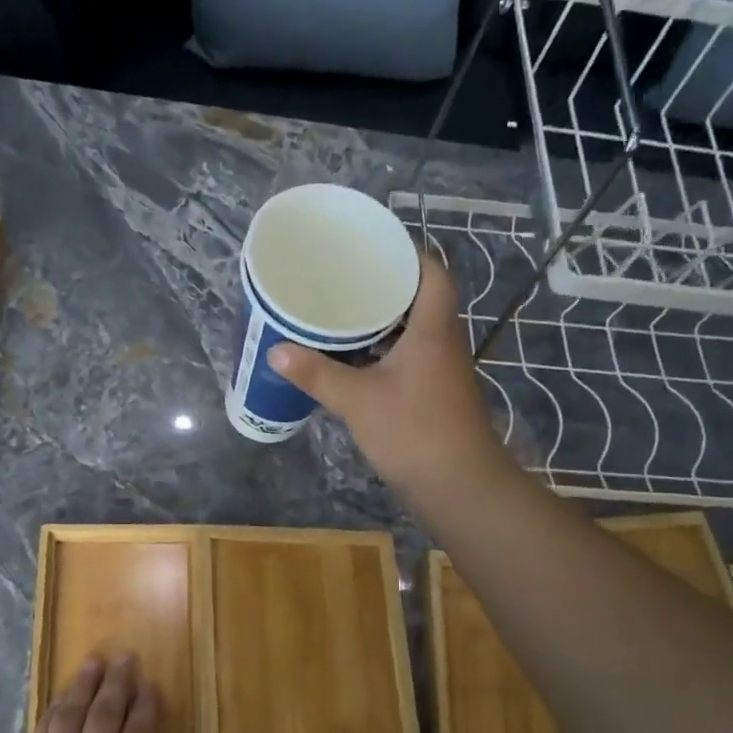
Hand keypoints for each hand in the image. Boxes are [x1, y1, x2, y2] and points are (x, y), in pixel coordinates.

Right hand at [268, 254, 507, 498]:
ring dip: (383, 321)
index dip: (407, 253)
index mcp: (433, 328)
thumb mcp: (358, 400)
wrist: (457, 485)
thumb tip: (276, 350)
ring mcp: (440, 370)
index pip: (432, 272)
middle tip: (344, 278)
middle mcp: (443, 341)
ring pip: (413, 331)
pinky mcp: (433, 394)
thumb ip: (317, 374)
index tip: (372, 247)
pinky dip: (383, 351)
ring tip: (342, 311)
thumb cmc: (413, 431)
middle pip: (419, 298)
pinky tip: (353, 359)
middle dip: (385, 286)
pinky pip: (408, 357)